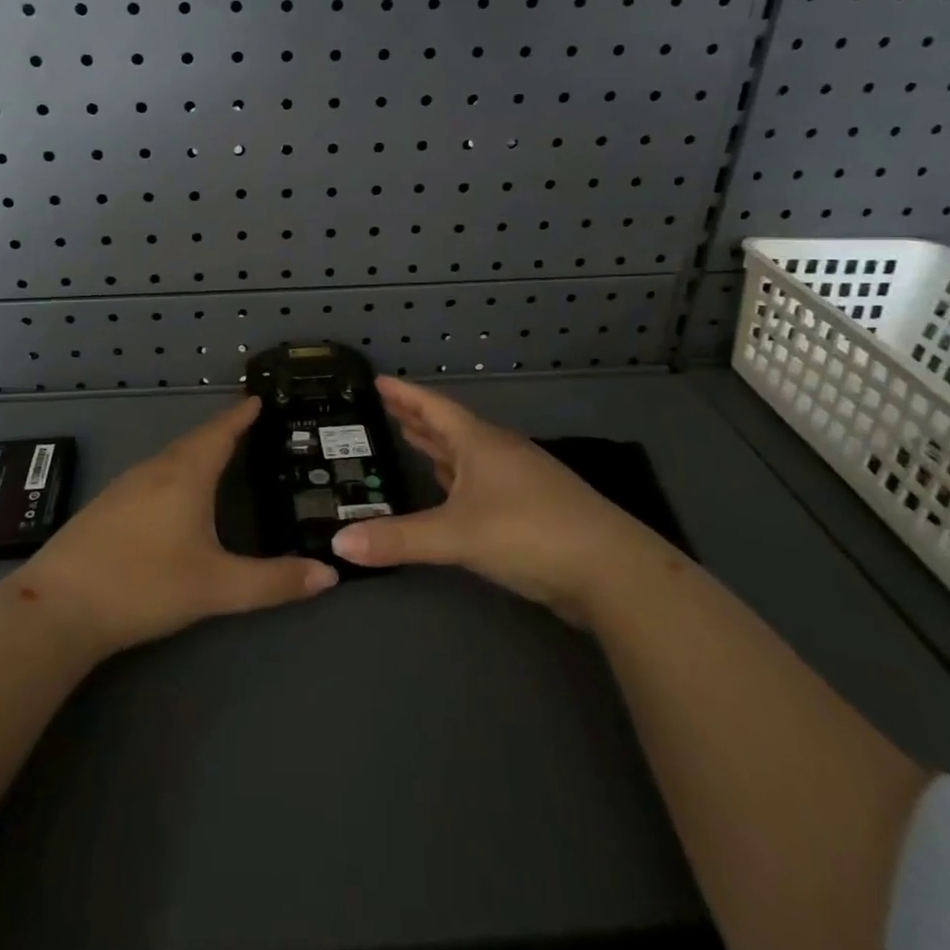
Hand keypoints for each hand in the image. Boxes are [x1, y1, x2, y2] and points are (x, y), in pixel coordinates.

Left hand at [15, 397, 337, 655]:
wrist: (57, 607)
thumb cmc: (144, 585)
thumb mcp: (217, 588)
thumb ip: (274, 582)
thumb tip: (330, 576)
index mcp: (185, 475)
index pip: (220, 432)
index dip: (241, 415)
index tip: (258, 398)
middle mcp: (155, 470)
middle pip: (194, 441)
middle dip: (222, 431)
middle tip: (248, 427)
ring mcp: (124, 487)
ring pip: (170, 458)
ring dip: (196, 451)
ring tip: (218, 456)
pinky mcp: (105, 507)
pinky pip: (151, 475)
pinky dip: (174, 472)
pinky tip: (173, 495)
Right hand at [331, 378, 633, 622]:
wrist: (611, 570)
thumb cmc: (529, 532)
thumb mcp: (456, 535)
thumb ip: (398, 539)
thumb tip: (338, 543)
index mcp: (479, 443)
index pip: (434, 407)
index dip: (405, 394)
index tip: (379, 380)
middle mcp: (498, 453)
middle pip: (451, 427)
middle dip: (418, 418)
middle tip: (388, 408)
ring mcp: (519, 480)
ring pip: (468, 454)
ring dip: (439, 447)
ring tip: (412, 438)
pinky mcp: (531, 508)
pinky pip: (482, 481)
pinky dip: (458, 478)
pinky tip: (450, 488)